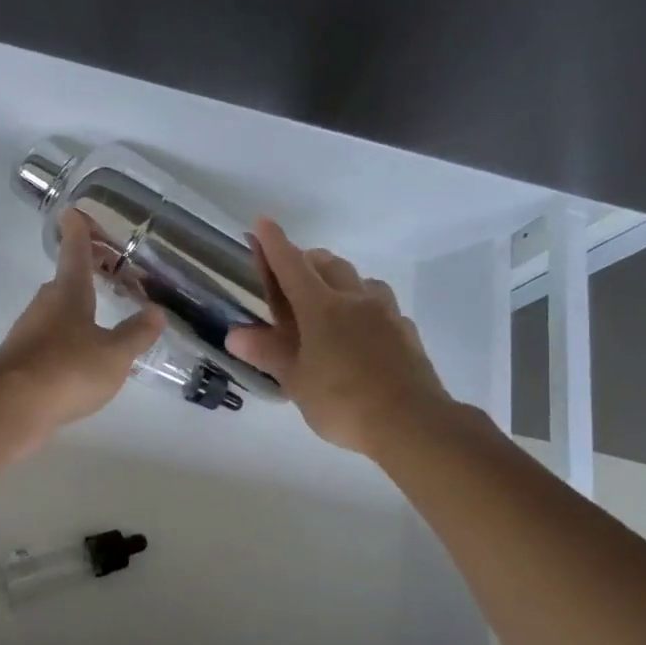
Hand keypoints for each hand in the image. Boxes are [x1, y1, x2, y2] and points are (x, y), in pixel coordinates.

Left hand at [0, 210, 164, 454]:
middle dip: (83, 273)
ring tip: (100, 315)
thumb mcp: (114, 354)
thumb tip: (155, 312)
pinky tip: (80, 358)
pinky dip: (66, 340)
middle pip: (64, 282)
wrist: (9, 408)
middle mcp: (45, 307)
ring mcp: (28, 335)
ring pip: (56, 313)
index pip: (75, 253)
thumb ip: (136, 334)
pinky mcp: (21, 363)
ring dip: (75, 309)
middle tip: (105, 268)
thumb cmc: (67, 369)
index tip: (73, 212)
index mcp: (69, 293)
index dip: (79, 233)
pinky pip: (50, 341)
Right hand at [227, 217, 453, 456]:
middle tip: (291, 274)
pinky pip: (381, 304)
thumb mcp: (295, 380)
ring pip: (360, 280)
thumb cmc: (342, 401)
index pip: (291, 265)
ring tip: (328, 300)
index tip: (262, 222)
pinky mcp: (405, 331)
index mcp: (320, 307)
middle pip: (328, 263)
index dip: (274, 243)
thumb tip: (234, 335)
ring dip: (339, 279)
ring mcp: (385, 313)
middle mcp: (353, 299)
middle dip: (306, 260)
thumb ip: (268, 352)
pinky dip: (363, 305)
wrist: (411, 422)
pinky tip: (361, 329)